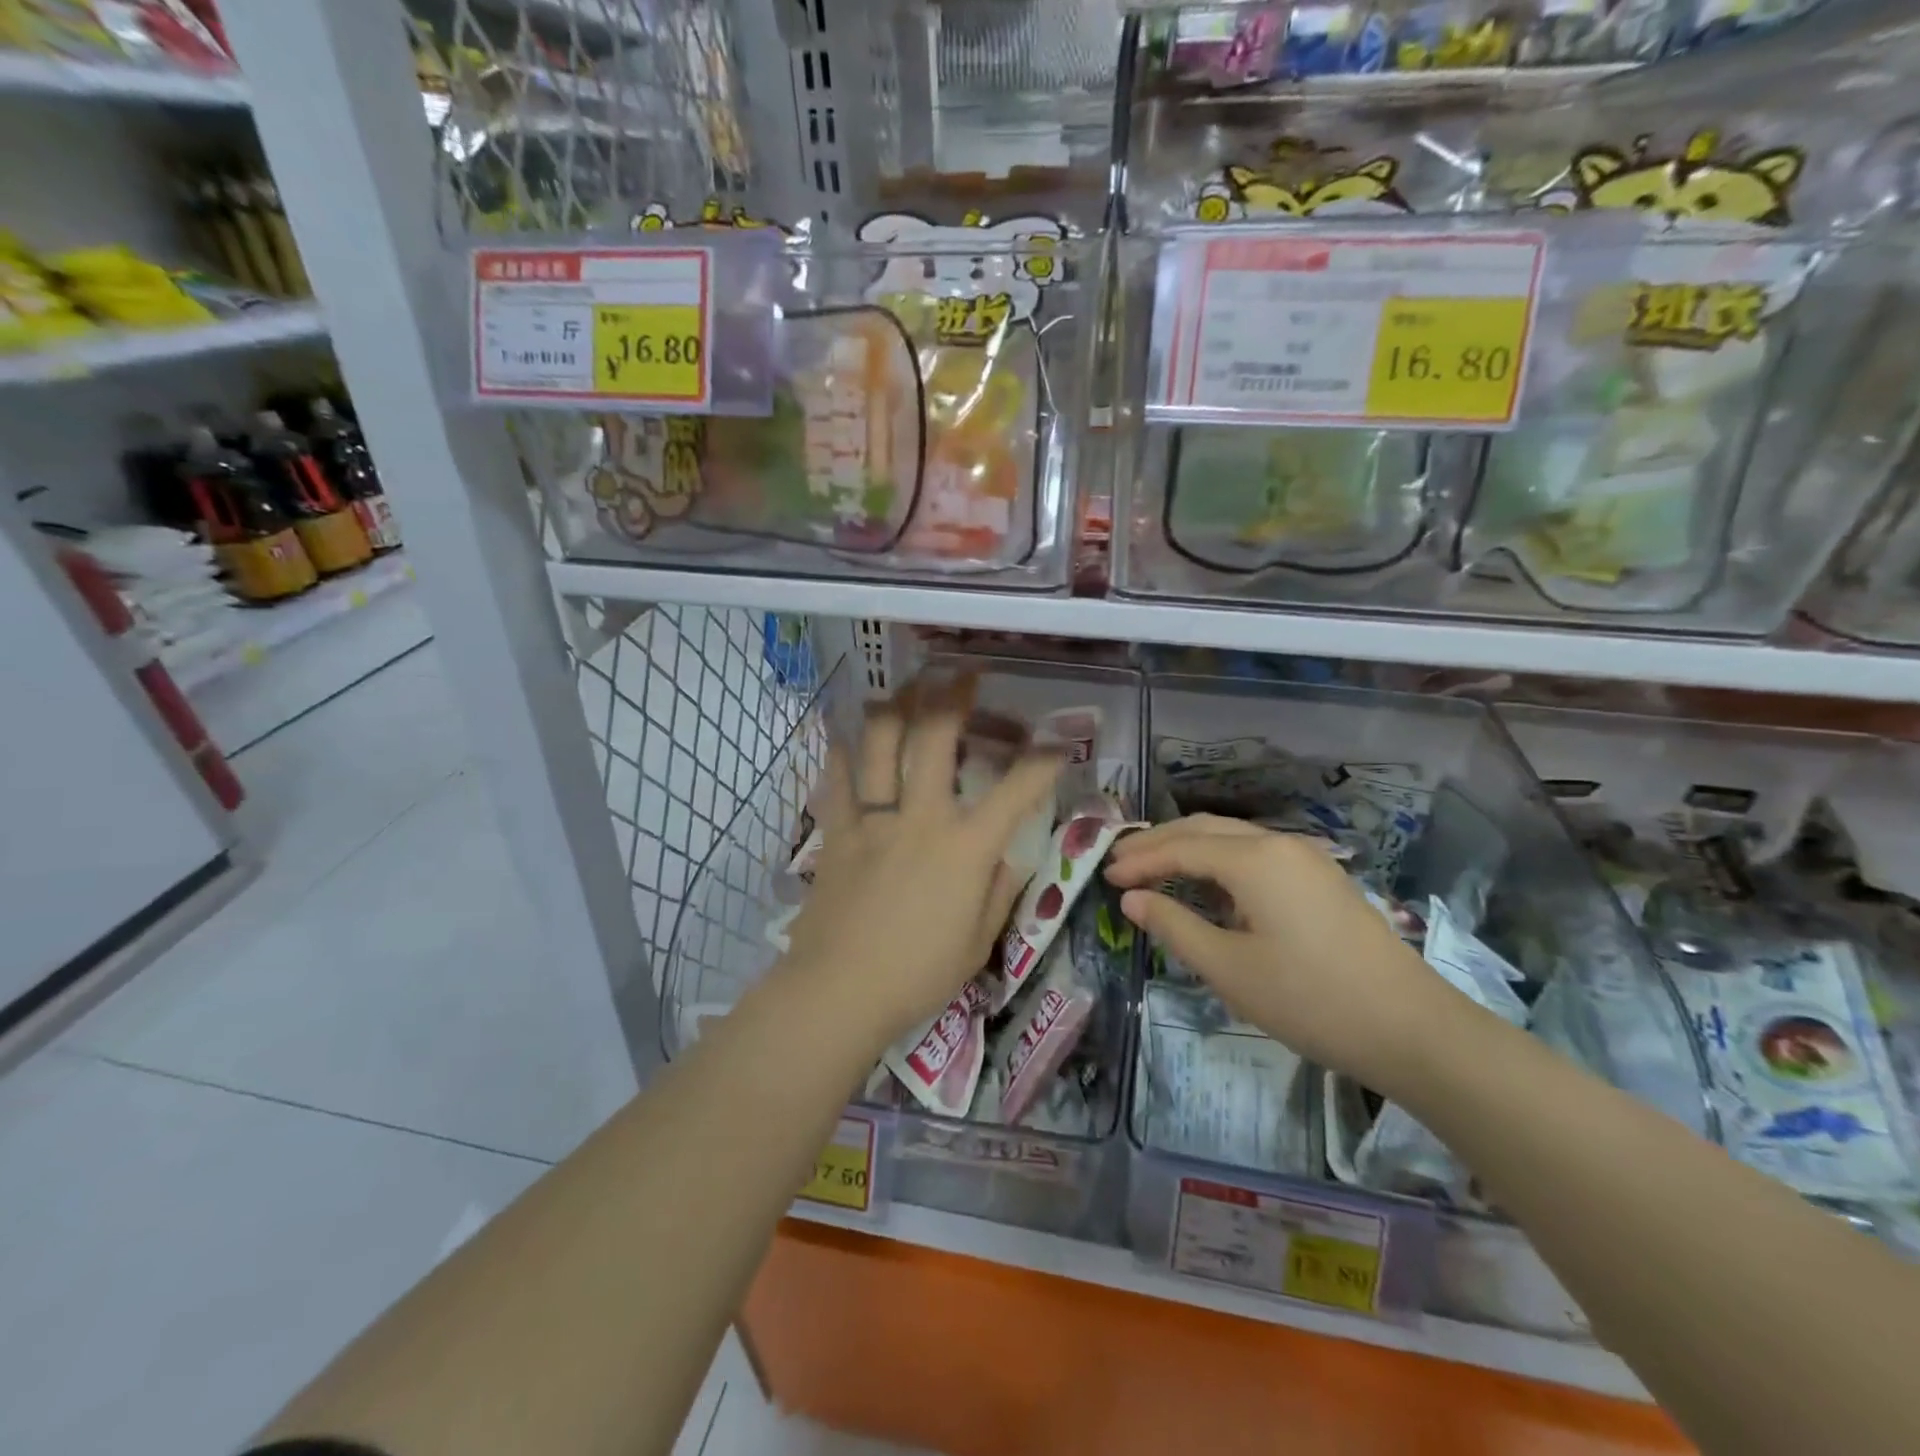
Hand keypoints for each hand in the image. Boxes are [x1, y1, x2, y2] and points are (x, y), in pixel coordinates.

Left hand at [780, 674, 1060, 1055]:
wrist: (839, 991)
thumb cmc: (918, 974)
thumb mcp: (977, 941)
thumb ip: (999, 892)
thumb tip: (1010, 858)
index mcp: (966, 846)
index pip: (1018, 789)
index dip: (1044, 759)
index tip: (1057, 742)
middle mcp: (921, 817)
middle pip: (936, 737)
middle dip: (954, 697)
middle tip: (963, 675)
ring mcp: (873, 820)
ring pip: (879, 744)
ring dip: (894, 706)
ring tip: (905, 687)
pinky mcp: (836, 832)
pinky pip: (835, 781)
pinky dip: (838, 752)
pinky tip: (841, 732)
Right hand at [1104, 815, 1469, 1096]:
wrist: (1412, 1028)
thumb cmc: (1309, 999)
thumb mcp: (1228, 968)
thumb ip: (1173, 926)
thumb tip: (1132, 898)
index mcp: (1254, 859)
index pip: (1180, 848)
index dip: (1139, 860)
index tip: (1103, 876)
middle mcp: (1279, 844)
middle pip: (1204, 829)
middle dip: (1158, 842)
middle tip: (1118, 860)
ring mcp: (1306, 859)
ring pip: (1232, 838)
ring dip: (1188, 848)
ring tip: (1152, 867)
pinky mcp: (1321, 879)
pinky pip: (1256, 854)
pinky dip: (1219, 860)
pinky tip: (1207, 885)